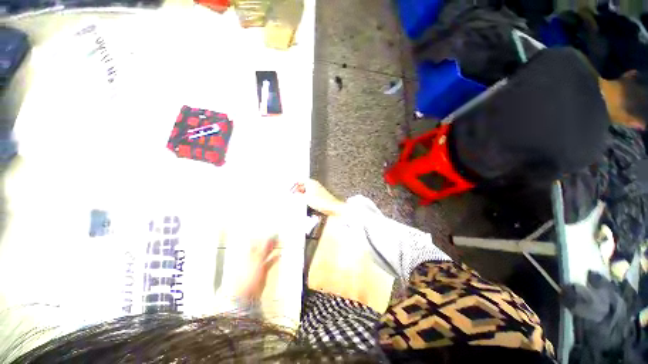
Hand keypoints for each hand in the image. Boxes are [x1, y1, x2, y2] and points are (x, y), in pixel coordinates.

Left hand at [235, 237, 280, 301]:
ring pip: (266, 254)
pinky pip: (269, 262)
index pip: (256, 242)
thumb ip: (264, 248)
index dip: (264, 238)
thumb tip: (268, 239)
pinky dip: (274, 259)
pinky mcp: (262, 271)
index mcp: (248, 254)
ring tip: (279, 244)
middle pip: (262, 247)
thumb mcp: (257, 259)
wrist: (247, 293)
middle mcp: (252, 258)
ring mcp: (257, 265)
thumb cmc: (247, 276)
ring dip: (272, 250)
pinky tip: (278, 256)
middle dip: (269, 243)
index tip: (272, 235)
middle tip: (277, 238)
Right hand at [294, 179, 345, 215]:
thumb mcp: (306, 198)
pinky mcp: (320, 194)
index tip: (290, 189)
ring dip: (302, 193)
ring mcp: (318, 189)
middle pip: (303, 184)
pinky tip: (305, 201)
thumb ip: (299, 195)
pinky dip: (307, 196)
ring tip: (298, 199)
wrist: (331, 206)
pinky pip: (311, 194)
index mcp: (311, 182)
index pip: (300, 180)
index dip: (294, 185)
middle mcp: (314, 184)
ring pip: (307, 189)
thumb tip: (295, 194)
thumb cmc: (321, 201)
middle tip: (293, 194)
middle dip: (298, 189)